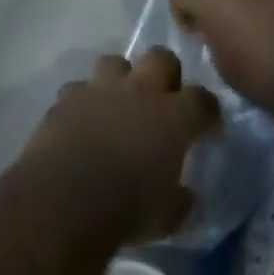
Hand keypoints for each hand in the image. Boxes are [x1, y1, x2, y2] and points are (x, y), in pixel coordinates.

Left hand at [23, 48, 219, 244]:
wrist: (66, 196)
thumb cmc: (127, 208)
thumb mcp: (168, 216)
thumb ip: (181, 200)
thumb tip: (185, 196)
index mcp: (174, 117)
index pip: (202, 99)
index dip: (207, 111)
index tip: (207, 127)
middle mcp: (139, 91)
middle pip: (160, 58)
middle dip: (165, 73)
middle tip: (162, 100)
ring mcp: (100, 89)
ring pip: (115, 62)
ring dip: (120, 78)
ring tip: (118, 102)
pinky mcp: (67, 97)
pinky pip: (78, 88)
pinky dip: (83, 100)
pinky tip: (82, 119)